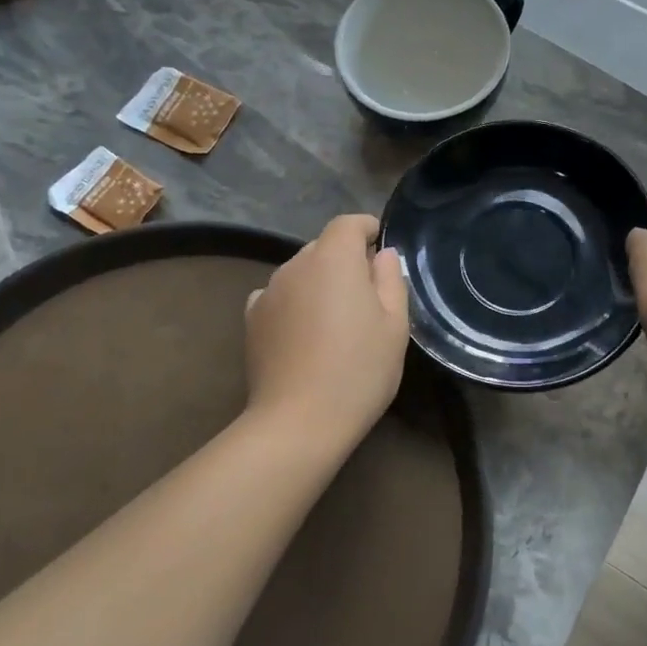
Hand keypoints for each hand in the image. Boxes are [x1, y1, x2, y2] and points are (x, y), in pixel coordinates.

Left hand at [244, 214, 410, 451]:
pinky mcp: (251, 319)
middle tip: (368, 296)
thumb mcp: (394, 326)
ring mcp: (268, 292)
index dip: (367, 229)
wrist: (299, 421)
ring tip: (336, 321)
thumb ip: (390, 280)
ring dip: (319, 284)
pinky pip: (279, 297)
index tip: (381, 245)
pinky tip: (305, 334)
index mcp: (333, 259)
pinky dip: (295, 304)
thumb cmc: (359, 371)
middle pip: (323, 248)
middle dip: (345, 260)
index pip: (348, 224)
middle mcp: (295, 265)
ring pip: (300, 273)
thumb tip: (382, 255)